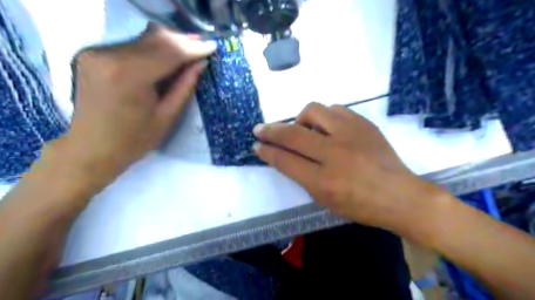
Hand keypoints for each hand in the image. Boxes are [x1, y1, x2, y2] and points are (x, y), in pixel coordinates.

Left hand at [41, 24, 215, 191]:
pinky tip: (166, 55)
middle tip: (203, 45)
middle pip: (155, 38)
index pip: (168, 52)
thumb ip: (184, 86)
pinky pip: (131, 44)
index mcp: (129, 75)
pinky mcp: (92, 54)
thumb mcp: (167, 117)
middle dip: (183, 41)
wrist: (90, 148)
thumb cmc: (133, 140)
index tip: (213, 46)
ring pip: (143, 38)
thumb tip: (201, 63)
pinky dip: (152, 48)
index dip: (193, 48)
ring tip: (189, 49)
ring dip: (169, 42)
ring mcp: (96, 52)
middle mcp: (109, 55)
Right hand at [254, 102, 445, 232]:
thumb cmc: (360, 205)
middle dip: (271, 130)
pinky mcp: (363, 123)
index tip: (257, 145)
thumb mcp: (325, 200)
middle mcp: (334, 153)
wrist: (400, 195)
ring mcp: (350, 134)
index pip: (285, 160)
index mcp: (323, 180)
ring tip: (305, 130)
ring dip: (301, 120)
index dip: (267, 152)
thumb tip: (287, 156)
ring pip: (313, 111)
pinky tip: (327, 127)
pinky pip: (335, 109)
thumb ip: (303, 177)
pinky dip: (324, 117)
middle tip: (260, 129)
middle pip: (293, 134)